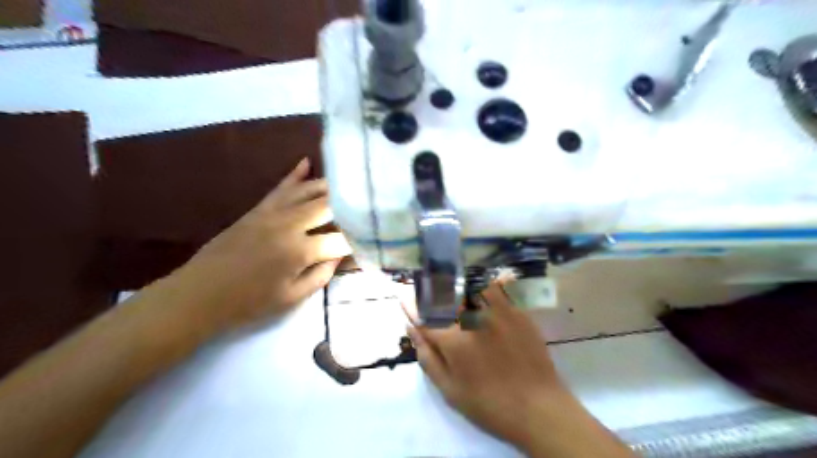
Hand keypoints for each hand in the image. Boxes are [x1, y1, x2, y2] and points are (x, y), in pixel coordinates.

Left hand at [169, 158, 351, 331]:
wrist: (200, 295)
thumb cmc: (249, 303)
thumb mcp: (292, 298)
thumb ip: (321, 275)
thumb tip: (338, 255)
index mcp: (299, 251)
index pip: (339, 239)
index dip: (357, 240)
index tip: (367, 241)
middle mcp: (290, 225)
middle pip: (328, 206)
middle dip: (349, 206)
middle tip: (364, 206)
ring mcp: (272, 213)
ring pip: (307, 191)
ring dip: (329, 187)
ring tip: (347, 184)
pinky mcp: (258, 209)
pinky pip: (280, 188)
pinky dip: (295, 175)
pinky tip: (306, 163)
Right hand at [407, 285, 569, 448]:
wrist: (538, 408)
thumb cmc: (489, 404)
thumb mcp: (450, 390)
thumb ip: (428, 357)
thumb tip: (411, 329)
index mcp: (453, 340)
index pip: (424, 316)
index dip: (411, 307)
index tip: (404, 298)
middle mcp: (473, 318)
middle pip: (445, 295)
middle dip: (431, 289)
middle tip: (426, 287)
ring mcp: (498, 312)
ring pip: (470, 284)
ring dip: (457, 282)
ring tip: (451, 281)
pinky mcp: (517, 311)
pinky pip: (496, 289)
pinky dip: (484, 284)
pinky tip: (480, 284)